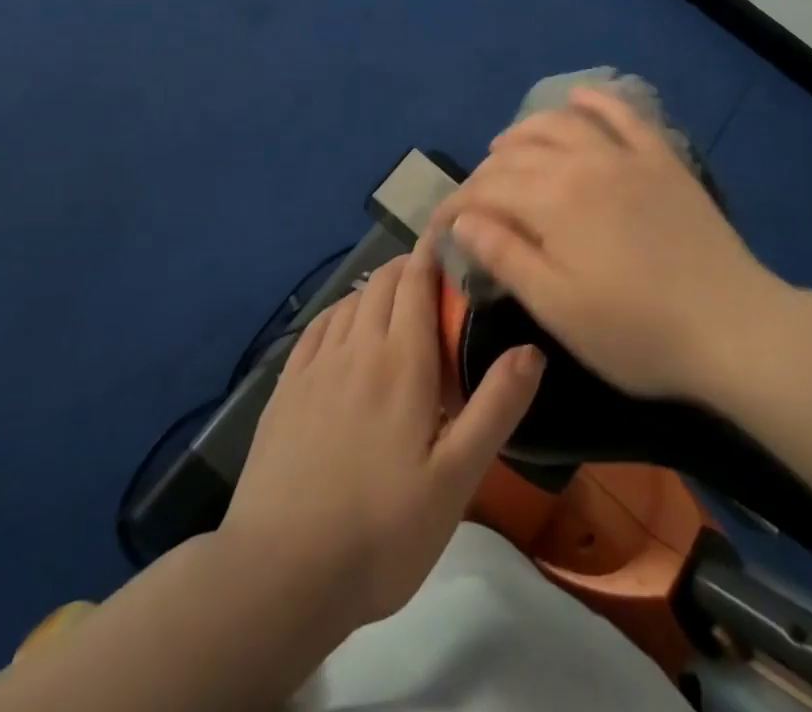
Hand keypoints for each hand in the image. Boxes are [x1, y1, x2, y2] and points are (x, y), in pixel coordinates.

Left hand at [220, 234, 543, 638]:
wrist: (279, 575)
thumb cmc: (381, 531)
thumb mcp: (456, 479)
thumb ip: (495, 408)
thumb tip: (532, 348)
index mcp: (402, 362)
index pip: (418, 282)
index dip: (433, 252)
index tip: (451, 236)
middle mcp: (357, 348)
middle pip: (384, 283)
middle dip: (411, 267)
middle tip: (436, 279)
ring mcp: (316, 367)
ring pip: (350, 302)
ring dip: (377, 289)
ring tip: (395, 301)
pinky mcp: (285, 390)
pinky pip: (317, 328)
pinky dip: (339, 312)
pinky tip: (344, 328)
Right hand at [427, 86, 786, 399]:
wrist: (731, 327)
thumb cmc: (637, 332)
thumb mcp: (559, 308)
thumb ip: (506, 257)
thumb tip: (462, 221)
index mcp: (553, 201)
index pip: (487, 189)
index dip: (457, 205)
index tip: (441, 227)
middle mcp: (583, 164)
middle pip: (518, 153)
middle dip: (485, 172)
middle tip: (474, 198)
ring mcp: (626, 156)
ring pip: (562, 124)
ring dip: (526, 130)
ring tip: (505, 146)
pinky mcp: (661, 159)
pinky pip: (624, 115)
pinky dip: (597, 101)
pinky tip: (579, 96)